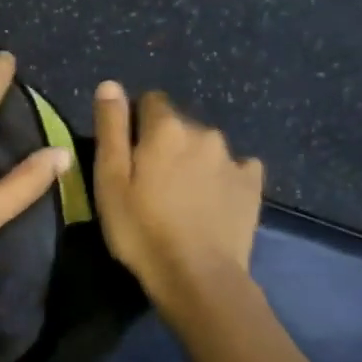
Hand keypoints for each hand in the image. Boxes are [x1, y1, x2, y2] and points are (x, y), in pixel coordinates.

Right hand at [93, 82, 264, 303]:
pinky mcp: (252, 184)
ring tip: (181, 196)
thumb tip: (110, 84)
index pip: (149, 101)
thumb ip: (111, 128)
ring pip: (205, 146)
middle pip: (178, 125)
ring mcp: (233, 158)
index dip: (135, 123)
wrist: (198, 276)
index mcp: (165, 128)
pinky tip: (212, 201)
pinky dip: (222, 177)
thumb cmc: (142, 229)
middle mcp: (203, 132)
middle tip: (150, 182)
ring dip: (192, 160)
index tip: (128, 155)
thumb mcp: (110, 180)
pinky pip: (236, 167)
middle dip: (164, 143)